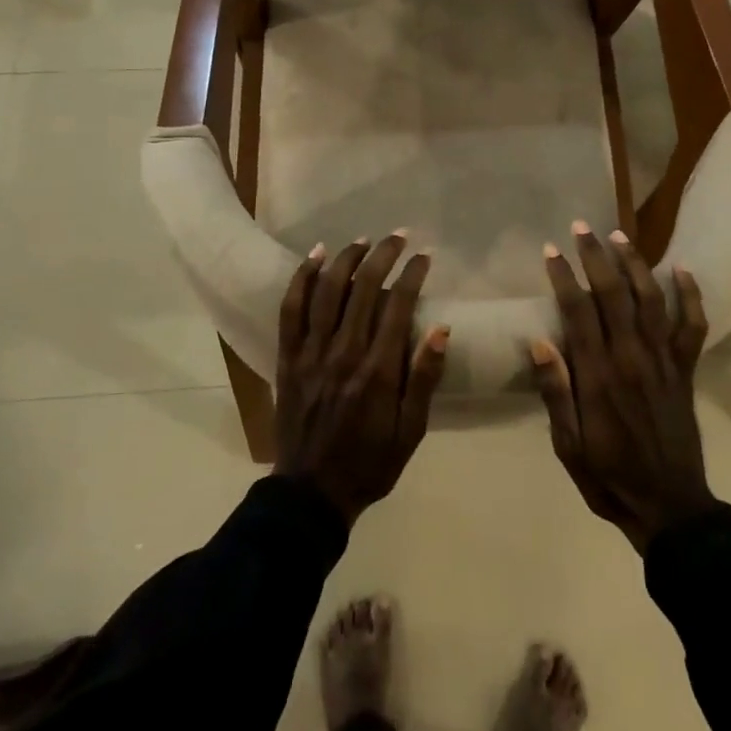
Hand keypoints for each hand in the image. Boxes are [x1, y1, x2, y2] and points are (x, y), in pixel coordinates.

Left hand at [275, 234, 449, 525]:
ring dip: (346, 258)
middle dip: (383, 256)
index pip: (398, 305)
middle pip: (363, 288)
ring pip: (327, 290)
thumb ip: (424, 379)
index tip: (424, 256)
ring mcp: (311, 352)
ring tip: (363, 241)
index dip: (412, 274)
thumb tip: (442, 330)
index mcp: (378, 371)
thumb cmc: (370, 462)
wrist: (311, 493)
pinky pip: (291, 309)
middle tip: (398, 237)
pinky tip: (315, 257)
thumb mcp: (411, 431)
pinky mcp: (288, 357)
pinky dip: (302, 279)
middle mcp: (344, 352)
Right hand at [531, 222, 714, 553]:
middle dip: (595, 257)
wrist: (669, 506)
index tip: (551, 250)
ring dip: (634, 264)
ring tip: (619, 235)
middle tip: (580, 227)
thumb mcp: (568, 445)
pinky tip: (682, 270)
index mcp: (599, 376)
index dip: (564, 277)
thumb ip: (556, 392)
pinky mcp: (685, 370)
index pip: (578, 312)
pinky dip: (691, 296)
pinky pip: (692, 326)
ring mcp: (663, 361)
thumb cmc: (609, 476)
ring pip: (650, 300)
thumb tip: (538, 342)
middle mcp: (632, 358)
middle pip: (613, 294)